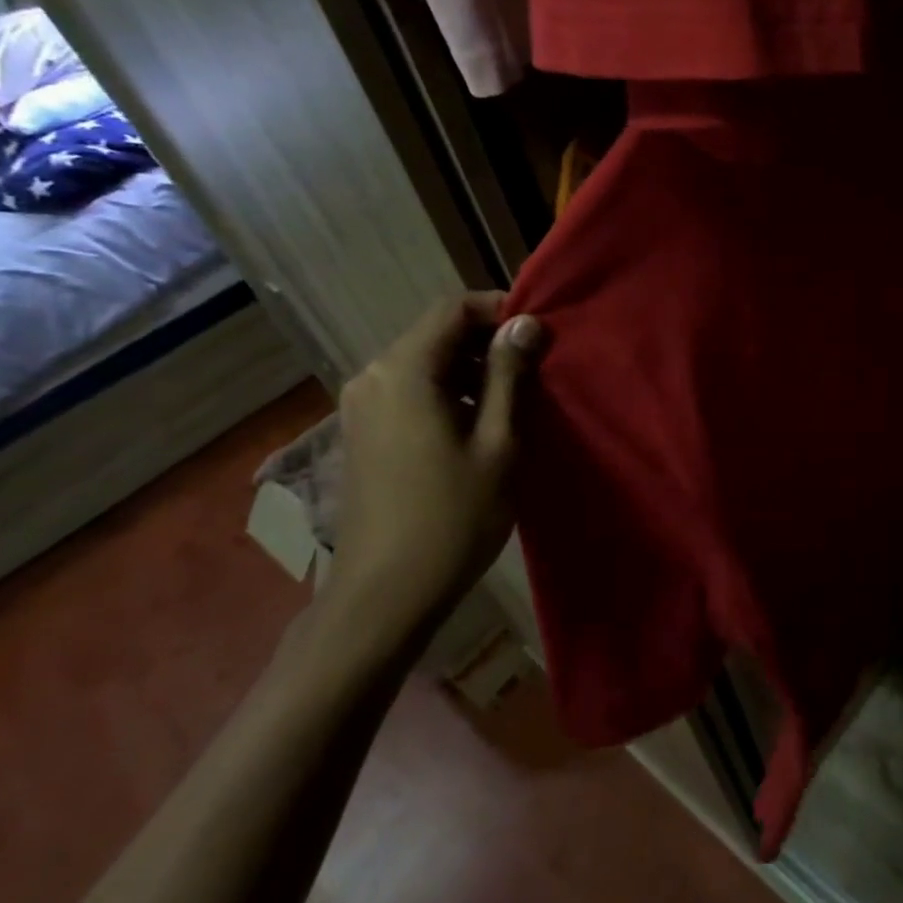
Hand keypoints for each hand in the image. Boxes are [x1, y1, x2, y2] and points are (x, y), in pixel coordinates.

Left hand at [328, 292, 543, 640]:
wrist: (385, 593)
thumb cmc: (453, 516)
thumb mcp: (498, 442)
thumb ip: (510, 375)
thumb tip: (526, 323)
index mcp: (404, 371)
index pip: (452, 308)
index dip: (499, 309)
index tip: (540, 333)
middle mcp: (373, 376)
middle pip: (436, 333)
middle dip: (488, 341)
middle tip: (536, 368)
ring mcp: (361, 405)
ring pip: (425, 362)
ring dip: (471, 368)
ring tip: (516, 398)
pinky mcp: (363, 431)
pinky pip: (410, 390)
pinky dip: (448, 391)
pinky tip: (478, 424)